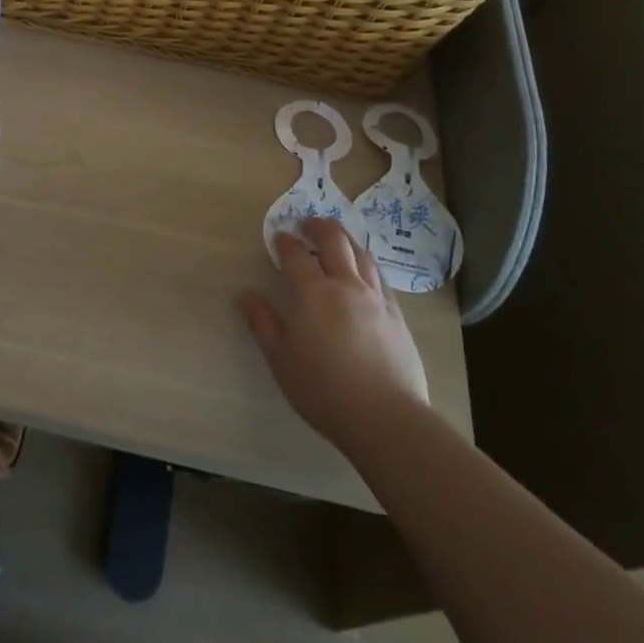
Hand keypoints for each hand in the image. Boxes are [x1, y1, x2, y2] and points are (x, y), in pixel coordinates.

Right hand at [240, 217, 428, 446]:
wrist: (386, 418)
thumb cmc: (324, 389)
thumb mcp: (281, 359)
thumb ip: (263, 324)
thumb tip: (245, 296)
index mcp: (313, 293)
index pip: (296, 255)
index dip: (285, 242)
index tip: (279, 237)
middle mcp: (346, 286)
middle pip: (334, 241)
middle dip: (319, 227)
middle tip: (308, 224)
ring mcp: (376, 298)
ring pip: (362, 254)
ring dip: (345, 240)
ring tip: (337, 241)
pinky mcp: (397, 315)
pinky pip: (381, 277)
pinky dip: (367, 264)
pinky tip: (364, 273)